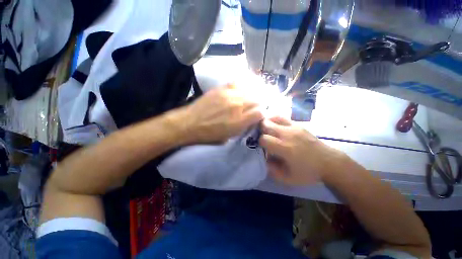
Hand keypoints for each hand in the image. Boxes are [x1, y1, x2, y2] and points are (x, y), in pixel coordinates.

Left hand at [178, 85, 262, 143]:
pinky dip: (242, 87)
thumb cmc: (209, 134)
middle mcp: (237, 106)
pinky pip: (237, 84)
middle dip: (258, 104)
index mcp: (239, 121)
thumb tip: (250, 119)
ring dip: (252, 95)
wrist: (189, 123)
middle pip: (257, 100)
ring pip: (249, 91)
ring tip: (249, 99)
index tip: (258, 116)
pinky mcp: (221, 88)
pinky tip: (240, 91)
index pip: (260, 113)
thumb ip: (242, 127)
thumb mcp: (228, 136)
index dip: (261, 114)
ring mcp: (229, 95)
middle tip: (254, 107)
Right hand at [259, 116, 345, 184]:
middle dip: (260, 130)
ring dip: (266, 123)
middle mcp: (288, 135)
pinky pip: (282, 118)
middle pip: (266, 125)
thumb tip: (263, 158)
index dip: (259, 142)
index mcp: (285, 148)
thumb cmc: (308, 172)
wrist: (329, 162)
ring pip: (273, 118)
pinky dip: (275, 120)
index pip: (264, 139)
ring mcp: (294, 127)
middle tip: (259, 136)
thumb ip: (272, 170)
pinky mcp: (298, 125)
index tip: (261, 147)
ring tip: (265, 129)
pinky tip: (275, 126)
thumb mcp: (288, 178)